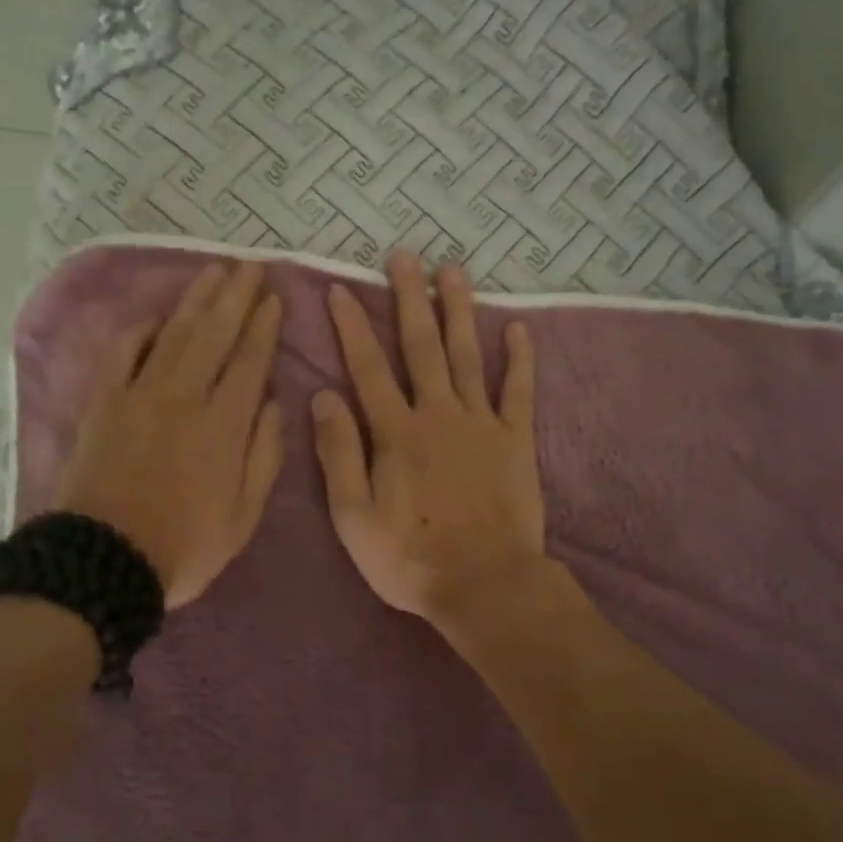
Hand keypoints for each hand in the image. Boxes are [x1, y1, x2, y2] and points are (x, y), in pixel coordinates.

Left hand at [55, 261, 283, 608]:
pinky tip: (156, 315)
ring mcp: (140, 394)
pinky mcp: (105, 402)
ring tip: (214, 272)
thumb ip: (263, 456)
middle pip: (214, 333)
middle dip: (235, 296)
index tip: (273, 298)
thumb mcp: (243, 516)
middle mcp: (184, 396)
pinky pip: (123, 352)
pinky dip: (141, 329)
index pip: (249, 360)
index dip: (263, 326)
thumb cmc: (184, 544)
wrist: (103, 560)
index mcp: (224, 424)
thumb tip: (272, 404)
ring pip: (173, 333)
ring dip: (195, 299)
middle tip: (250, 266)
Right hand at [311, 252, 545, 628]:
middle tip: (405, 256)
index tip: (343, 289)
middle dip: (410, 298)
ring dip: (458, 311)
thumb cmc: (410, 558)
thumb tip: (322, 396)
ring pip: (468, 355)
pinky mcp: (515, 441)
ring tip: (454, 270)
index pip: (368, 367)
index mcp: (396, 433)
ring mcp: (482, 424)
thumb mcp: (353, 516)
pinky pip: (518, 392)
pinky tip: (517, 327)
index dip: (353, 326)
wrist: (486, 585)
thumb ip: (339, 452)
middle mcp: (438, 414)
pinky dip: (520, 359)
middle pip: (421, 346)